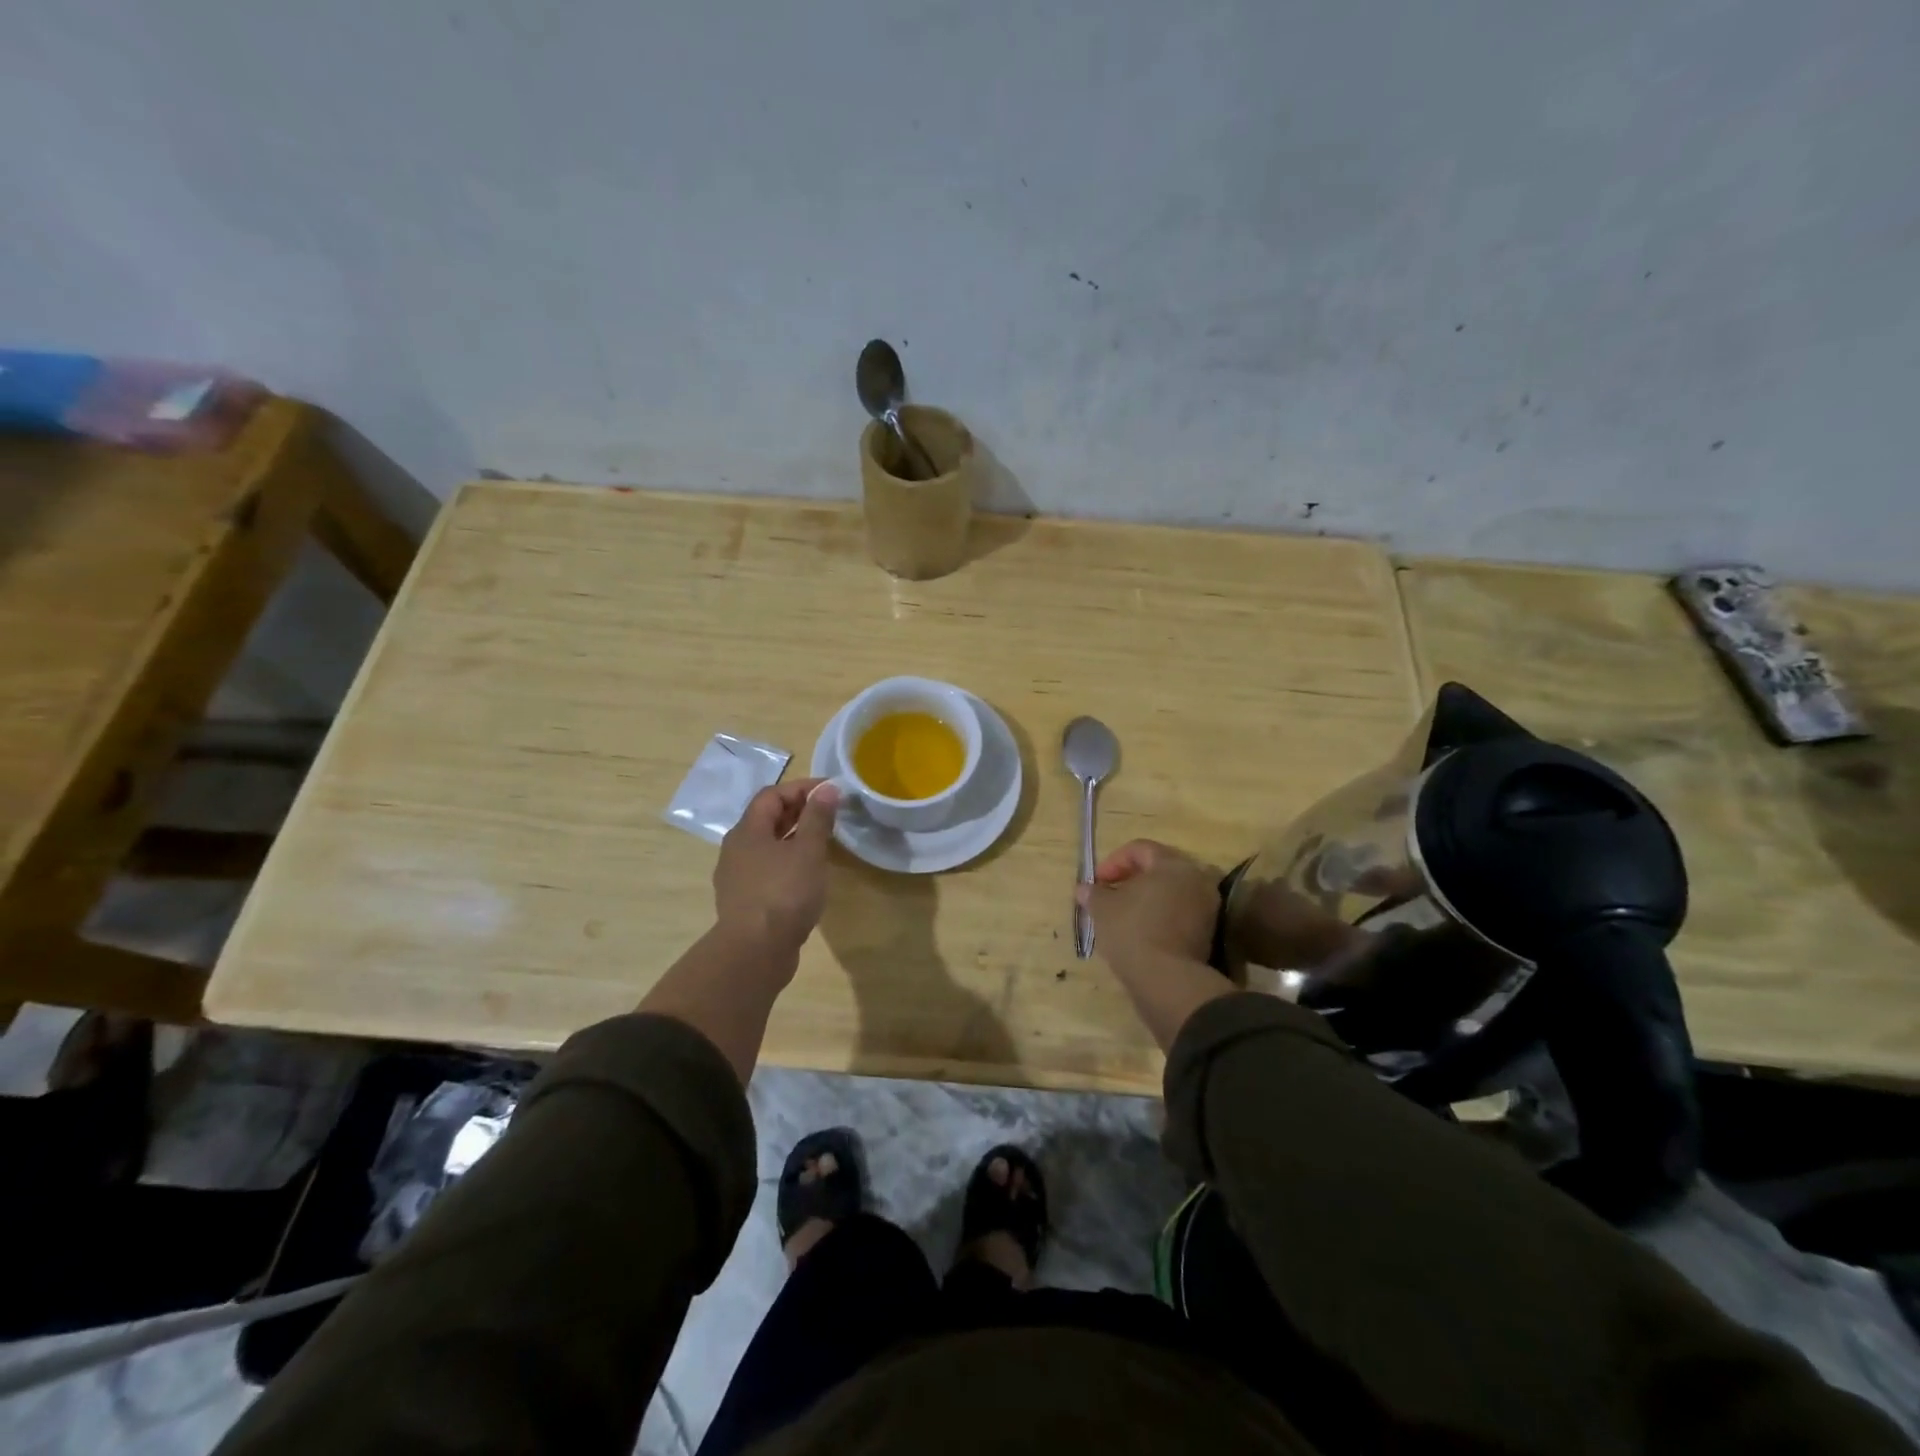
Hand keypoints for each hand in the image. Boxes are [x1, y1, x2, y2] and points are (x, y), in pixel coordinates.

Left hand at [714, 779, 840, 955]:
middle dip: (799, 811)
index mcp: (747, 831)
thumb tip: (827, 789)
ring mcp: (738, 877)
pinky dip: (788, 862)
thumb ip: (817, 818)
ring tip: (823, 843)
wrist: (755, 952)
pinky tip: (808, 875)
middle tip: (831, 814)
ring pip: (767, 846)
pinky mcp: (745, 901)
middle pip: (767, 818)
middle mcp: (736, 849)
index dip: (802, 788)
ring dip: (794, 838)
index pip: (772, 795)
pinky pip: (768, 869)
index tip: (832, 791)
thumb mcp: (808, 851)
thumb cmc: (784, 894)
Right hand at [1075, 839, 1221, 971]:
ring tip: (1125, 915)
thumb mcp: (1102, 908)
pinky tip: (1143, 933)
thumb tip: (1084, 889)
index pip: (1140, 849)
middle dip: (1132, 879)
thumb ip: (1093, 893)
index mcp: (1172, 864)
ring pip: (1172, 892)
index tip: (1097, 883)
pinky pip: (1181, 913)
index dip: (1113, 862)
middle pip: (1160, 868)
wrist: (1167, 980)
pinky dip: (1162, 916)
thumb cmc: (1133, 931)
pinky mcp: (1210, 932)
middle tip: (1111, 895)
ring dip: (1148, 899)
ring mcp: (1208, 906)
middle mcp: (1197, 878)